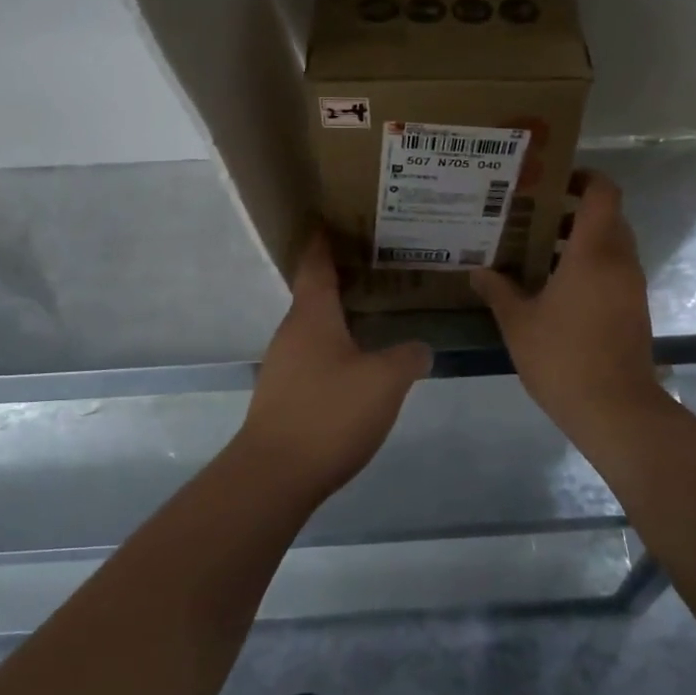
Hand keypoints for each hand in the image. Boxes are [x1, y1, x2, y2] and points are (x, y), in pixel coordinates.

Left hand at [238, 233, 431, 497]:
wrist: (275, 475)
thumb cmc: (329, 413)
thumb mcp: (384, 381)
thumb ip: (408, 357)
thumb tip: (419, 348)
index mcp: (312, 316)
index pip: (316, 264)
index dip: (323, 241)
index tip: (330, 219)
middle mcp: (292, 333)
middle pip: (315, 295)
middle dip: (341, 279)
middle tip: (377, 268)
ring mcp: (283, 366)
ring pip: (314, 329)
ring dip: (339, 317)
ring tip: (374, 314)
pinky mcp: (284, 397)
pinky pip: (313, 358)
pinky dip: (335, 349)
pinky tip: (358, 364)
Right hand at [471, 172, 663, 438]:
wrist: (615, 410)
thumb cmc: (563, 358)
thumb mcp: (518, 323)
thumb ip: (498, 291)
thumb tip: (477, 271)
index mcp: (594, 253)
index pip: (603, 193)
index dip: (584, 177)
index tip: (553, 181)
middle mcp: (620, 262)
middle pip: (607, 217)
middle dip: (573, 212)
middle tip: (533, 217)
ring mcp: (631, 287)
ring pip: (611, 247)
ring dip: (580, 243)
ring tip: (537, 253)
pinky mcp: (634, 310)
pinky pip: (614, 272)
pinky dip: (590, 268)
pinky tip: (555, 289)